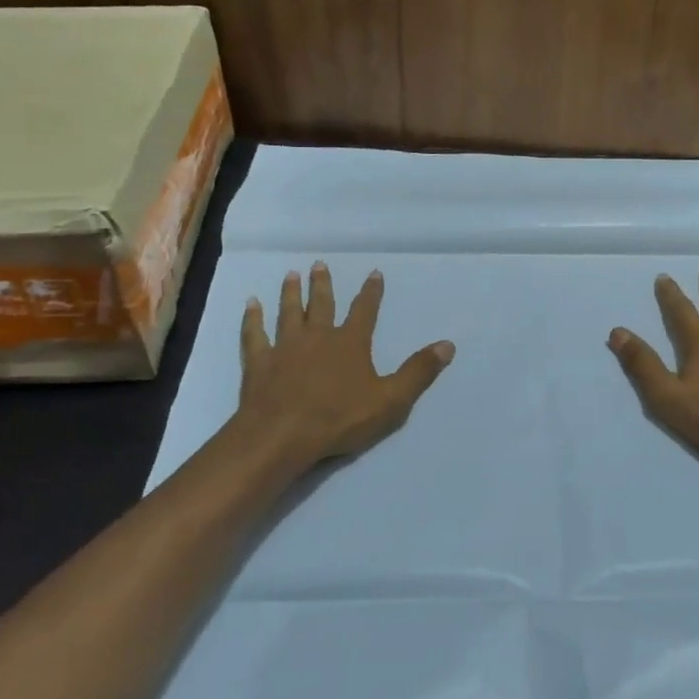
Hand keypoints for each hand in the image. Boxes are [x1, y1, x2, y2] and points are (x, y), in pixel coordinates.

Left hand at [238, 262, 454, 464]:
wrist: (282, 434)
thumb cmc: (340, 418)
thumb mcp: (391, 400)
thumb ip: (418, 372)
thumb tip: (447, 345)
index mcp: (350, 343)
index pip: (365, 310)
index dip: (371, 292)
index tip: (373, 272)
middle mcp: (318, 336)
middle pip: (321, 304)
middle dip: (323, 284)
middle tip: (319, 264)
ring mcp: (285, 347)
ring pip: (289, 312)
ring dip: (290, 293)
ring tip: (291, 274)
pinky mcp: (260, 362)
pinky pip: (255, 334)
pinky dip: (253, 318)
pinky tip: (251, 304)